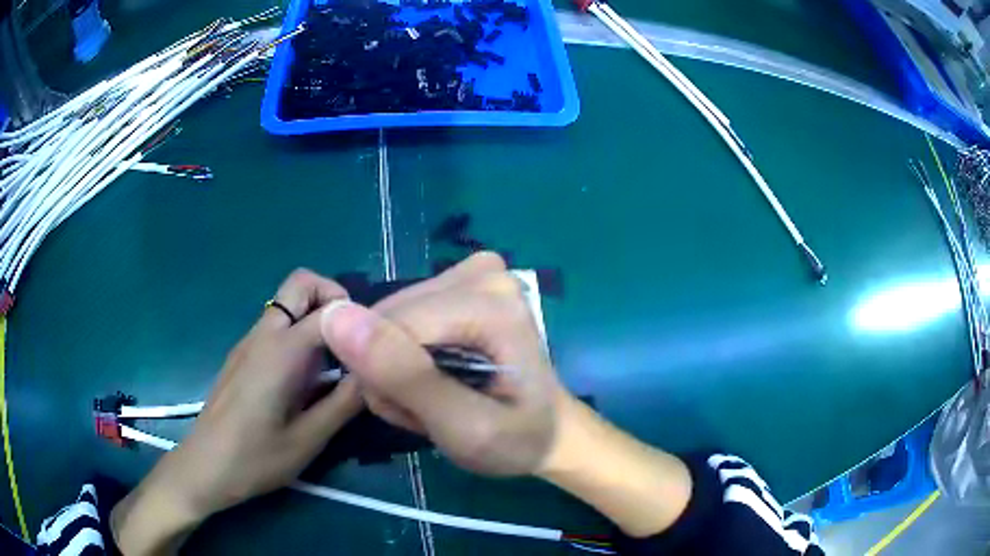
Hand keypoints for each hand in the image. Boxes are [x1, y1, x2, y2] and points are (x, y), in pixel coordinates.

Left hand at [111, 269, 363, 553]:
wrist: (205, 466)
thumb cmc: (255, 458)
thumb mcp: (309, 440)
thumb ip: (344, 402)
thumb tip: (376, 374)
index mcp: (281, 351)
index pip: (329, 310)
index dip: (359, 323)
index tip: (375, 351)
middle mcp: (263, 333)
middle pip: (301, 283)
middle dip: (334, 298)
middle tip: (354, 341)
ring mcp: (249, 341)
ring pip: (288, 302)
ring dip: (317, 317)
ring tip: (336, 364)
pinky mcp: (243, 354)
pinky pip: (277, 325)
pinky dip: (300, 333)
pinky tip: (307, 378)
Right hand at [320, 252, 565, 475]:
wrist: (547, 431)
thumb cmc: (515, 439)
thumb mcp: (462, 427)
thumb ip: (402, 376)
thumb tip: (335, 317)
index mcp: (490, 303)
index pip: (390, 326)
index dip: (387, 379)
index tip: (421, 415)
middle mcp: (480, 273)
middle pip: (387, 318)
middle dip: (393, 373)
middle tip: (432, 408)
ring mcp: (471, 272)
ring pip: (388, 318)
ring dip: (398, 367)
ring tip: (438, 396)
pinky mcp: (459, 281)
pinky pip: (401, 315)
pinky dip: (406, 353)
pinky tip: (438, 374)